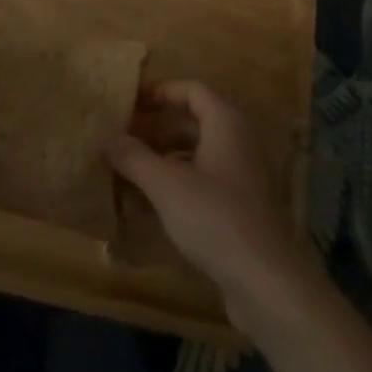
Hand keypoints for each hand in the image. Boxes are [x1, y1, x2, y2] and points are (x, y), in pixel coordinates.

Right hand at [105, 81, 318, 331]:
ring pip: (197, 153)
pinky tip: (152, 203)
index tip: (128, 104)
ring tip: (129, 170)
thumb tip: (103, 135)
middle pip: (193, 120)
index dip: (159, 92)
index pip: (191, 89)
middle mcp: (238, 141)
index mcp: (225, 123)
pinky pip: (204, 180)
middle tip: (122, 138)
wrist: (267, 282)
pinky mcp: (241, 207)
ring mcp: (242, 175)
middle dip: (157, 127)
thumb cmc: (215, 218)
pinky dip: (178, 182)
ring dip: (164, 157)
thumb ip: (133, 157)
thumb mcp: (166, 185)